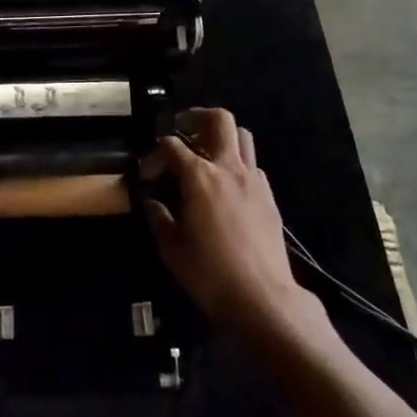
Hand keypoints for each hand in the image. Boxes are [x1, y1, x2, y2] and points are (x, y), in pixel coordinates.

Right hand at [142, 109, 313, 335]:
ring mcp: (253, 180)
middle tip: (182, 131)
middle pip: (219, 120)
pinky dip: (237, 163)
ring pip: (242, 136)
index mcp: (199, 177)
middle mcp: (228, 168)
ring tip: (206, 153)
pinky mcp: (269, 196)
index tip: (147, 176)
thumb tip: (153, 203)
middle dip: (197, 117)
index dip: (154, 155)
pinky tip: (226, 186)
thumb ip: (160, 220)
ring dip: (222, 136)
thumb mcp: (173, 251)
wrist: (264, 298)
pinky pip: (253, 164)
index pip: (171, 146)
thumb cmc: (211, 275)